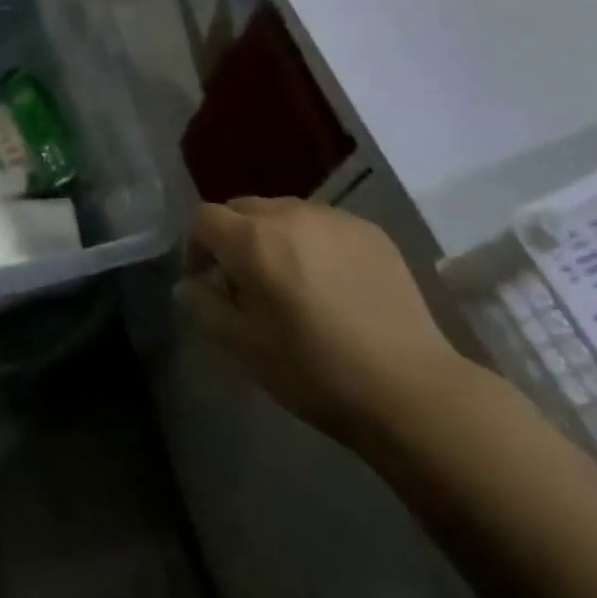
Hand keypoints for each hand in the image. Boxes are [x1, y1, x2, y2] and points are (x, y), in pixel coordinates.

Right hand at [179, 198, 472, 442]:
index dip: (196, 246)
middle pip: (243, 208)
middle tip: (247, 284)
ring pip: (284, 212)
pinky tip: (333, 284)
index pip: (203, 217)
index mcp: (253, 240)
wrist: (410, 389)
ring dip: (274, 237)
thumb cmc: (316, 372)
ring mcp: (333, 217)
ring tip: (292, 282)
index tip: (207, 281)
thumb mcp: (247, 349)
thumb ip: (206, 308)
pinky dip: (313, 242)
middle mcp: (289, 213)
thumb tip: (186, 285)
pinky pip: (323, 223)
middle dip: (233, 238)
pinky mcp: (369, 229)